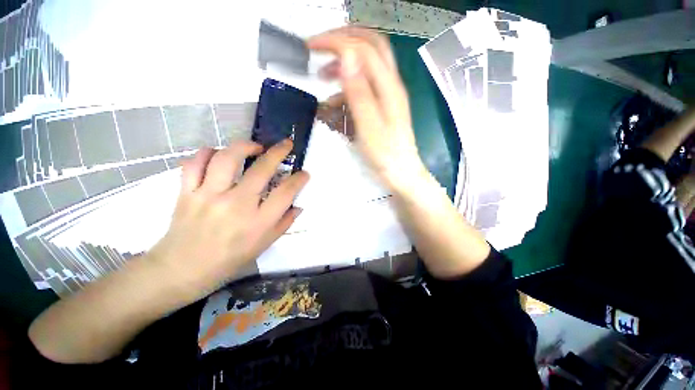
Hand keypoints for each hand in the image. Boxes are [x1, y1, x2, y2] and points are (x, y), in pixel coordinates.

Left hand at [149, 140, 308, 299]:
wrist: (182, 269)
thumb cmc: (229, 260)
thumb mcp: (264, 245)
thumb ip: (284, 223)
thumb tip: (297, 206)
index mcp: (258, 222)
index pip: (285, 193)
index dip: (298, 180)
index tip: (304, 173)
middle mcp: (236, 205)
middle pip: (262, 170)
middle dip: (279, 152)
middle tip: (287, 144)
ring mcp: (209, 196)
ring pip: (227, 158)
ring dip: (245, 146)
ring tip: (255, 147)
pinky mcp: (187, 192)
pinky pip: (195, 163)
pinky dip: (208, 153)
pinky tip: (219, 154)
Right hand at [308, 27, 424, 187]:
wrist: (400, 172)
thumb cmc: (385, 155)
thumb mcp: (369, 126)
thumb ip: (359, 92)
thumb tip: (347, 57)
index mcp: (388, 87)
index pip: (363, 48)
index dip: (336, 41)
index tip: (312, 46)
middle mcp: (390, 85)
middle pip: (370, 46)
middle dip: (343, 40)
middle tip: (319, 48)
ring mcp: (387, 95)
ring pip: (366, 65)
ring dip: (343, 64)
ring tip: (322, 75)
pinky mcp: (382, 106)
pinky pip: (364, 87)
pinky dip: (347, 87)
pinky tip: (334, 101)